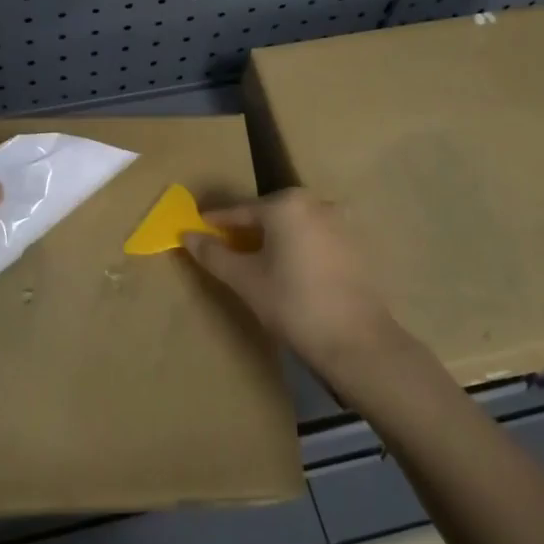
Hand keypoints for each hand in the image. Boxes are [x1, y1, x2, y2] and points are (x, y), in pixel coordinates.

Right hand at [185, 189, 402, 372]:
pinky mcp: (356, 244)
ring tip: (255, 261)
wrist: (356, 341)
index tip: (196, 228)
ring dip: (273, 237)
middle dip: (245, 228)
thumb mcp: (244, 279)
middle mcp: (316, 203)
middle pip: (269, 213)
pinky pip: (315, 237)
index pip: (240, 210)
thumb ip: (213, 254)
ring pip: (294, 224)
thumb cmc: (293, 304)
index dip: (215, 221)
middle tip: (224, 246)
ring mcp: (341, 222)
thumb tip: (187, 235)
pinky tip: (289, 270)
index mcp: (286, 205)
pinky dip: (297, 246)